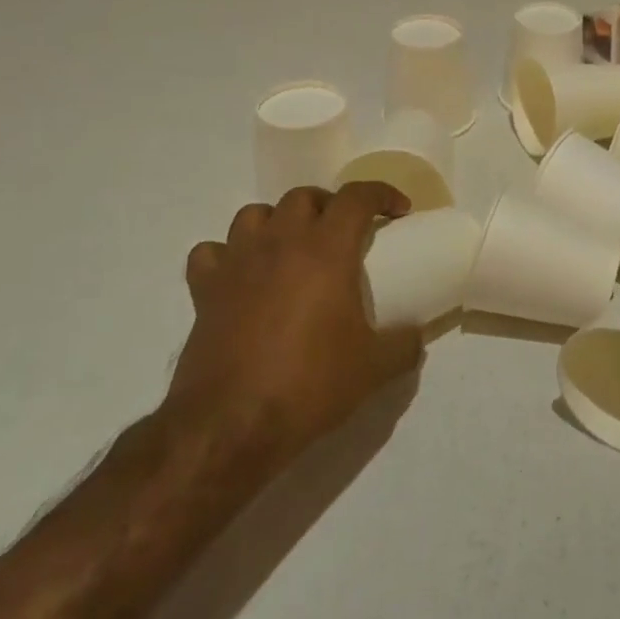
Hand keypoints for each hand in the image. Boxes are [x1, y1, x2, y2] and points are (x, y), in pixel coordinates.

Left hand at [167, 182, 424, 465]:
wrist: (231, 425)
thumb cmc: (309, 386)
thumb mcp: (374, 369)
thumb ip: (404, 344)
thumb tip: (415, 335)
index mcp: (326, 251)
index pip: (357, 197)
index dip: (382, 194)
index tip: (399, 211)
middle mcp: (280, 243)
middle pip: (303, 197)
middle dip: (329, 206)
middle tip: (345, 233)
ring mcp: (237, 263)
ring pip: (254, 214)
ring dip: (278, 222)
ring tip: (293, 247)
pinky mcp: (205, 291)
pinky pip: (211, 252)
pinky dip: (228, 255)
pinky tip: (242, 276)